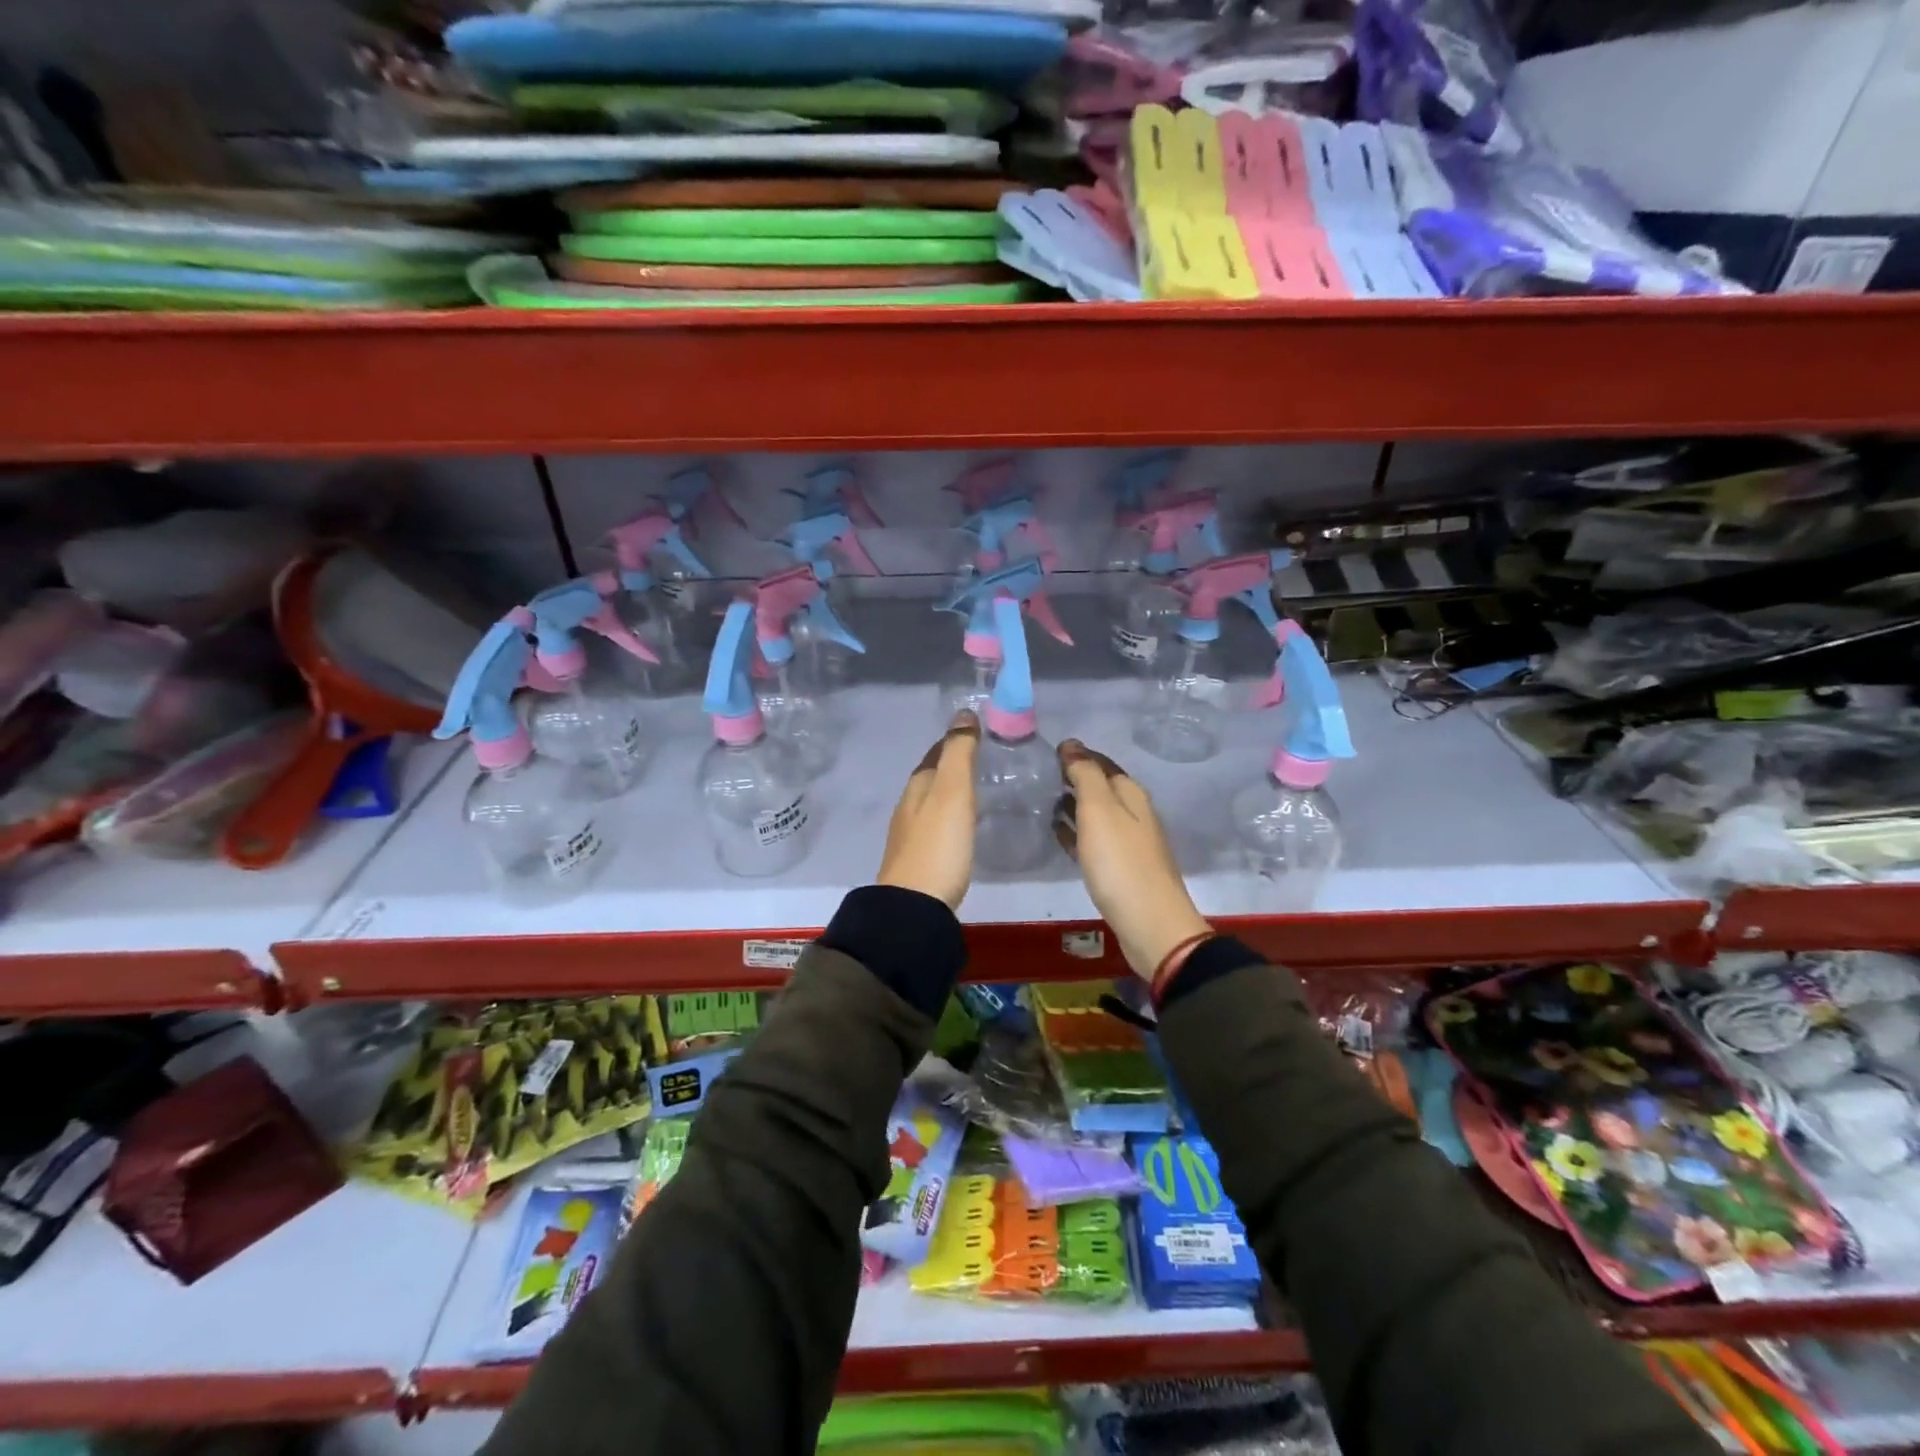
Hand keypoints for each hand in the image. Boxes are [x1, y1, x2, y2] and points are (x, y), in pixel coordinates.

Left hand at [876, 710, 980, 910]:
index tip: (976, 731)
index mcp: (917, 786)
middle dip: (952, 766)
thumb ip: (959, 754)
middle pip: (931, 777)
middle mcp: (909, 806)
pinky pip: (936, 826)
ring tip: (977, 790)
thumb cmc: (938, 845)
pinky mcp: (920, 860)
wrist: (915, 907)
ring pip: (932, 802)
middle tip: (983, 759)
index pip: (935, 754)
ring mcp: (911, 835)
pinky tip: (963, 827)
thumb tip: (963, 713)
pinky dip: (950, 817)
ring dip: (951, 792)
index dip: (954, 741)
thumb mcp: (952, 793)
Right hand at [1054, 740, 1211, 979]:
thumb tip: (1071, 744)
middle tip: (1043, 776)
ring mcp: (1129, 844)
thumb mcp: (1099, 810)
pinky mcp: (1121, 870)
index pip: (1103, 764)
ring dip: (1075, 806)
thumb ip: (1085, 775)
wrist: (1150, 924)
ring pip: (1098, 815)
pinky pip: (1094, 841)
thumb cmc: (1121, 863)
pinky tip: (1059, 835)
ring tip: (1045, 803)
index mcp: (1132, 795)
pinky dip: (1077, 833)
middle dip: (1076, 779)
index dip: (1079, 756)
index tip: (1050, 752)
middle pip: (1102, 788)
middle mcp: (1135, 814)